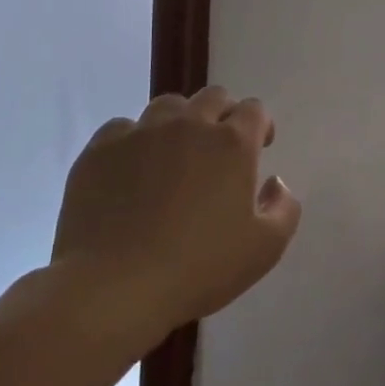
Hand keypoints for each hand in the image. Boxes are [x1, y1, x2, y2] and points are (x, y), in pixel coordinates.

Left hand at [50, 88, 302, 346]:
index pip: (254, 109)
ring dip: (180, 121)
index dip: (260, 125)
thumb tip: (275, 183)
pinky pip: (123, 128)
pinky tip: (132, 168)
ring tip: (175, 153)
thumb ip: (284, 208)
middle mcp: (189, 125)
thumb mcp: (265, 249)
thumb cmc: (198, 269)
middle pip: (213, 97)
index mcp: (232, 143)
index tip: (259, 148)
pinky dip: (135, 140)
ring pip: (168, 106)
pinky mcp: (100, 150)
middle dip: (224, 114)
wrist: (113, 289)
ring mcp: (141, 133)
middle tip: (219, 148)